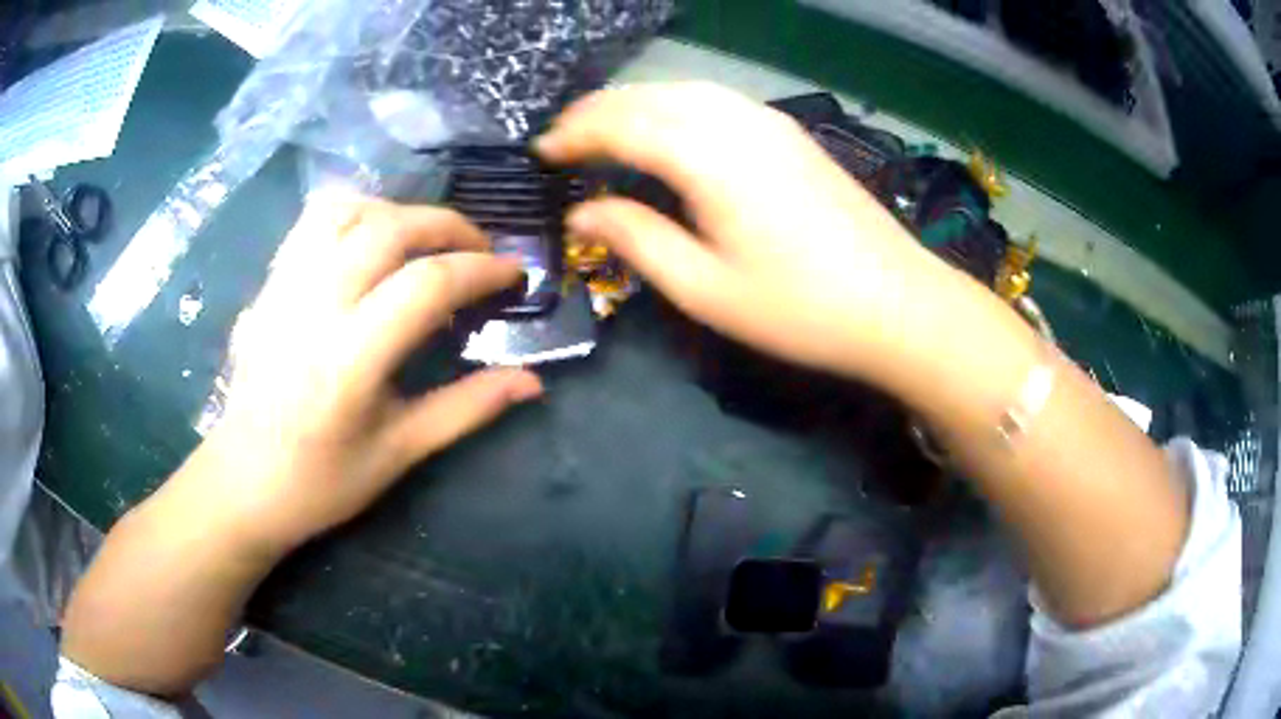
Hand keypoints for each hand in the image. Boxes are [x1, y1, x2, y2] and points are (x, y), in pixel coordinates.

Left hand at [195, 193, 542, 554]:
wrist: (243, 482)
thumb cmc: (321, 482)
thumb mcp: (400, 453)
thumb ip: (467, 408)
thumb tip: (532, 381)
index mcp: (349, 360)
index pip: (427, 284)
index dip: (481, 270)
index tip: (513, 274)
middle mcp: (313, 307)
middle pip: (389, 229)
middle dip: (448, 226)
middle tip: (478, 249)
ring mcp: (283, 288)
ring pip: (345, 210)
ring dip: (397, 212)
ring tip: (423, 240)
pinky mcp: (267, 285)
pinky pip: (311, 222)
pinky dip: (352, 215)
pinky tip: (369, 241)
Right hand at [536, 83, 958, 380]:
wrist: (898, 303)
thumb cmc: (800, 308)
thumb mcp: (705, 288)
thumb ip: (636, 239)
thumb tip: (582, 212)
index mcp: (708, 156)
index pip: (621, 125)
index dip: (574, 135)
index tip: (541, 153)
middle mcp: (735, 121)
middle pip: (649, 96)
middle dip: (597, 112)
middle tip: (562, 140)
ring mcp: (769, 121)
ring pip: (682, 90)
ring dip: (635, 104)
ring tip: (603, 130)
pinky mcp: (790, 132)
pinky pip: (715, 100)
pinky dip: (674, 105)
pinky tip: (668, 129)